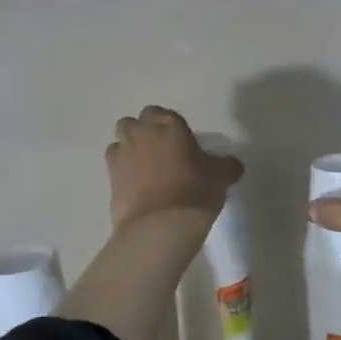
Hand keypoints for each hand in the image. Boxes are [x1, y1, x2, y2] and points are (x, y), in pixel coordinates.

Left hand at [105, 106, 243, 229]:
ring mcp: (120, 154)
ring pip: (120, 142)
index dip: (171, 128)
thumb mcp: (220, 177)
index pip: (164, 114)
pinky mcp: (109, 178)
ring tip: (146, 170)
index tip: (182, 144)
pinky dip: (123, 173)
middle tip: (161, 153)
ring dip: (130, 150)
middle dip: (144, 133)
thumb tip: (231, 165)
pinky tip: (137, 188)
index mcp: (167, 124)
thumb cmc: (194, 191)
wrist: (159, 226)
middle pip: (135, 123)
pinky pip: (115, 167)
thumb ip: (226, 165)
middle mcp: (140, 132)